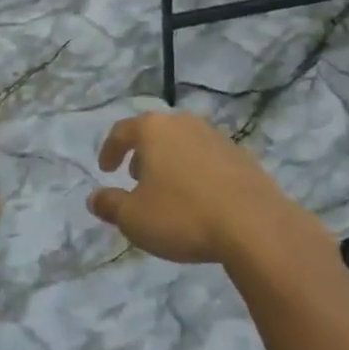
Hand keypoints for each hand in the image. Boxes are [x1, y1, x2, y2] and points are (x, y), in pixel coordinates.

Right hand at [88, 112, 305, 263]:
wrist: (255, 225)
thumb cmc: (183, 215)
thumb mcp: (134, 219)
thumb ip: (110, 205)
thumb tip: (94, 198)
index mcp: (153, 129)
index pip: (121, 131)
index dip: (109, 150)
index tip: (106, 170)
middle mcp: (183, 123)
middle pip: (154, 132)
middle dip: (142, 154)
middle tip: (136, 178)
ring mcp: (216, 136)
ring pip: (183, 143)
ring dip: (170, 162)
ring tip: (168, 189)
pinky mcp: (242, 156)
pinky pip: (208, 158)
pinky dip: (196, 172)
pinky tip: (200, 198)